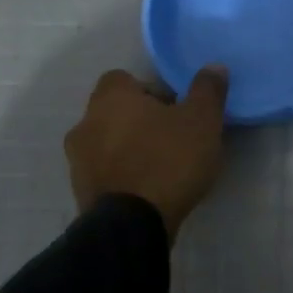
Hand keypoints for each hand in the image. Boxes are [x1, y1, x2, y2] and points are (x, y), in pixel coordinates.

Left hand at [65, 67, 228, 236]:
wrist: (133, 225)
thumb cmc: (168, 160)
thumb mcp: (202, 120)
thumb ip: (207, 89)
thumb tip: (214, 67)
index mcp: (111, 98)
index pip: (123, 79)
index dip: (150, 89)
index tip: (175, 107)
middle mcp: (86, 123)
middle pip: (115, 111)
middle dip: (141, 119)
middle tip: (174, 135)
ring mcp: (78, 161)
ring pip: (108, 142)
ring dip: (130, 148)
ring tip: (163, 165)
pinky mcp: (81, 192)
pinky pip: (106, 172)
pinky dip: (124, 174)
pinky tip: (150, 188)